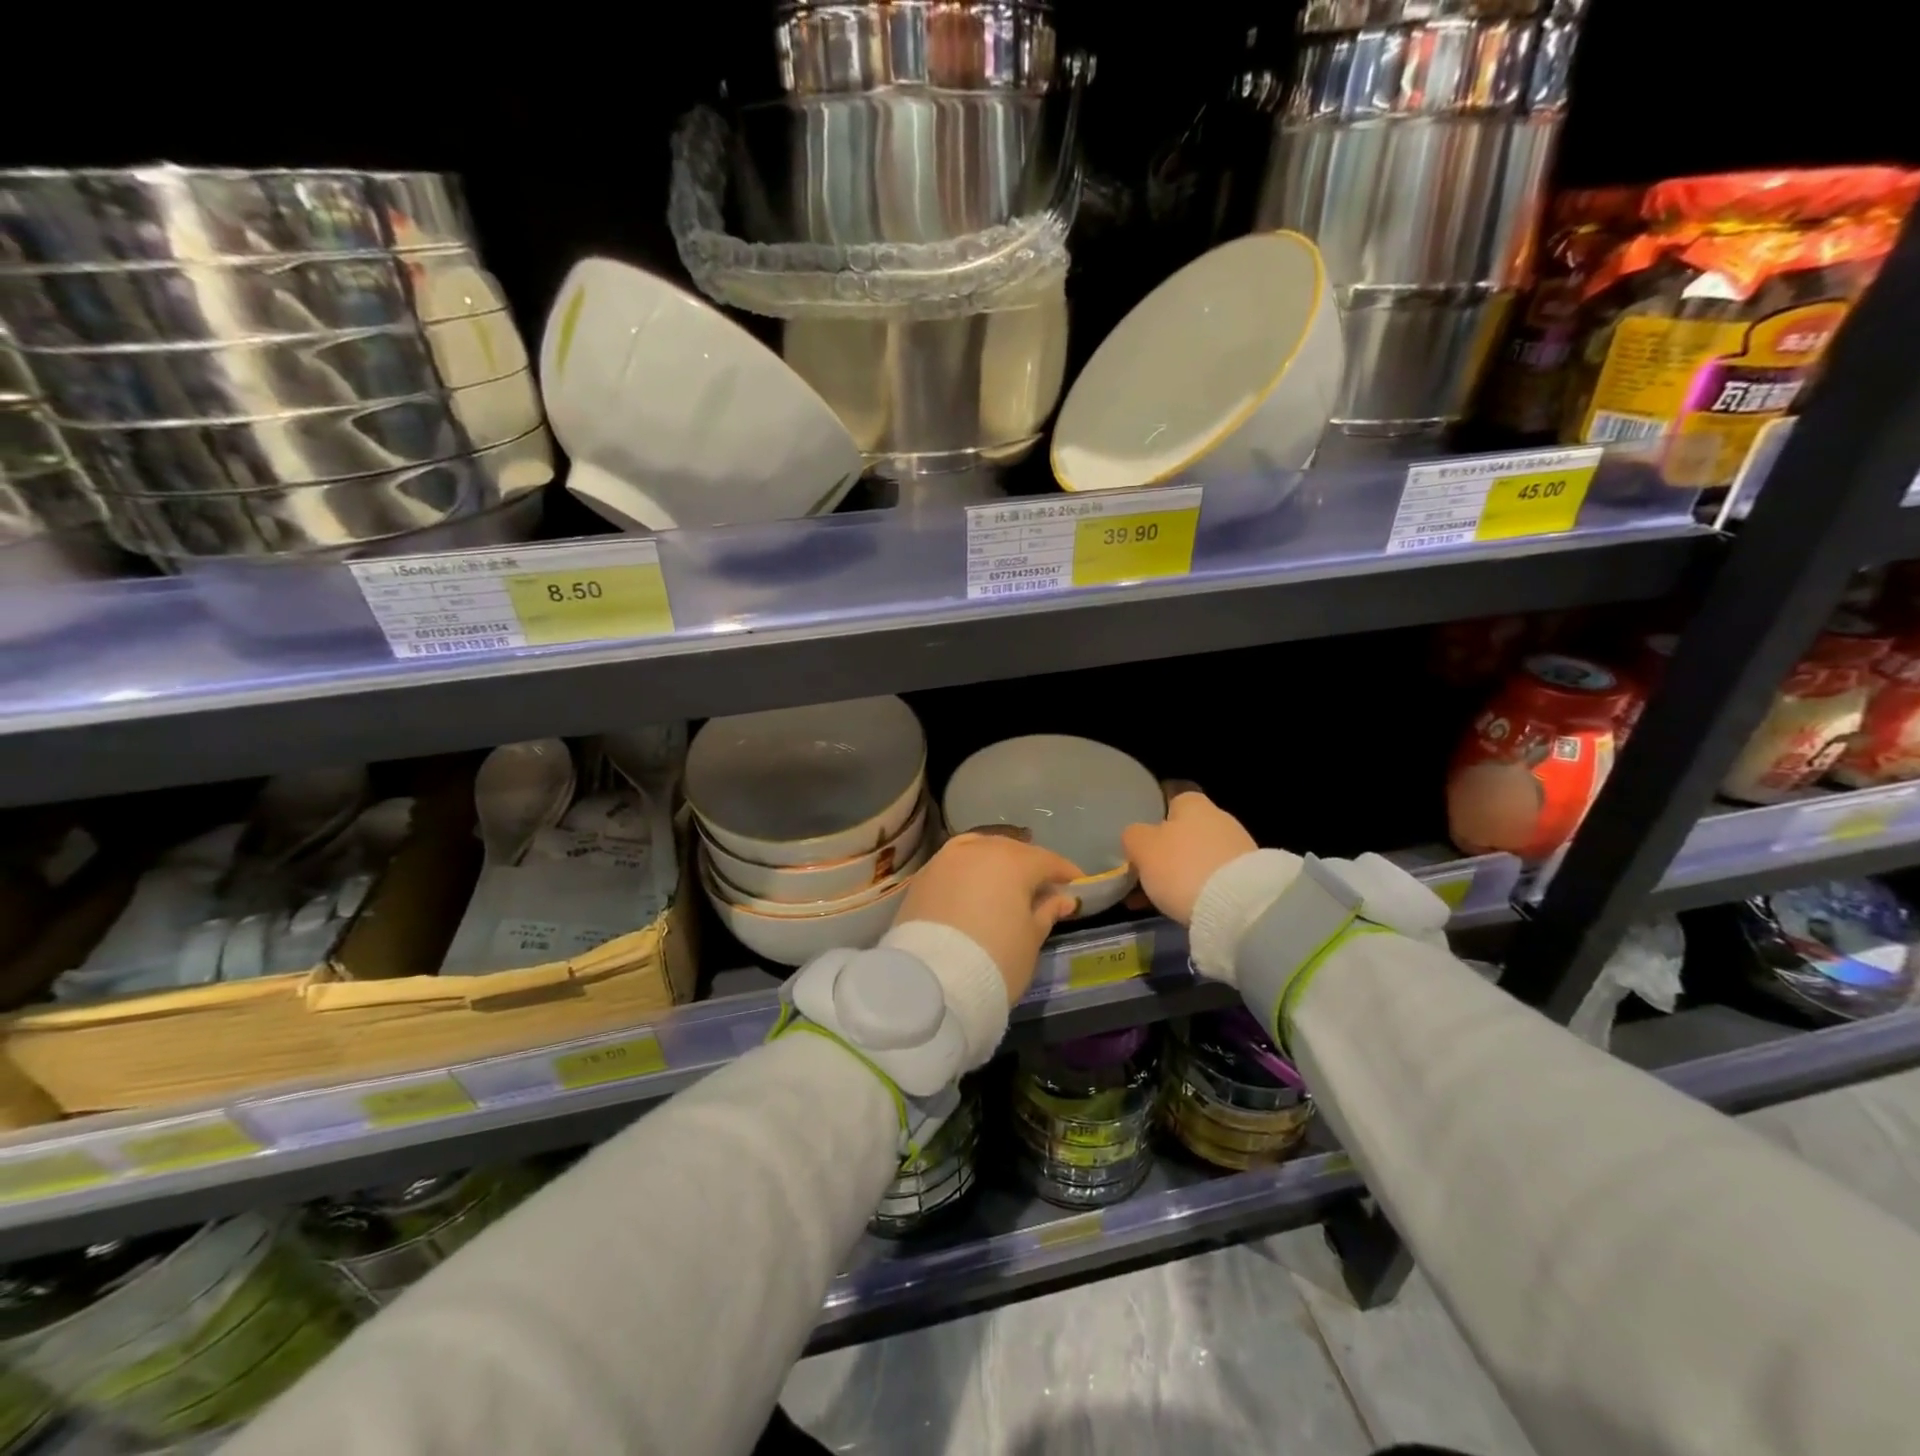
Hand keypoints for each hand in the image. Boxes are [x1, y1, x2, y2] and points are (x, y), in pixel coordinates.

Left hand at [892, 833, 1082, 1002]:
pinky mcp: (923, 876)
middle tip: (1043, 888)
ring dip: (996, 863)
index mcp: (1013, 860)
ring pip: (980, 850)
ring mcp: (946, 859)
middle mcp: (979, 849)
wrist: (932, 981)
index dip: (1066, 873)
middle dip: (1030, 866)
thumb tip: (1061, 899)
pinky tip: (975, 889)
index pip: (1048, 861)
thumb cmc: (996, 959)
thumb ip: (1047, 912)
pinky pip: (955, 864)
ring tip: (1007, 885)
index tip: (1078, 886)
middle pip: (1012, 850)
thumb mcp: (1031, 938)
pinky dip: (969, 872)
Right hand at [1121, 792, 1258, 926]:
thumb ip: (1134, 836)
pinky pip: (1217, 879)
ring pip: (1201, 858)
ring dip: (1184, 874)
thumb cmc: (1182, 867)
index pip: (1170, 803)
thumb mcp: (1141, 847)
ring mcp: (1239, 847)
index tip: (1142, 848)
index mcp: (1192, 803)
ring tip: (1164, 900)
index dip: (1153, 824)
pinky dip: (1202, 890)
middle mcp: (1219, 817)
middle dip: (1169, 853)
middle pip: (1186, 833)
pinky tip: (1189, 908)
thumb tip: (1136, 836)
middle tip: (1149, 877)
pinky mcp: (1251, 876)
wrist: (1237, 906)